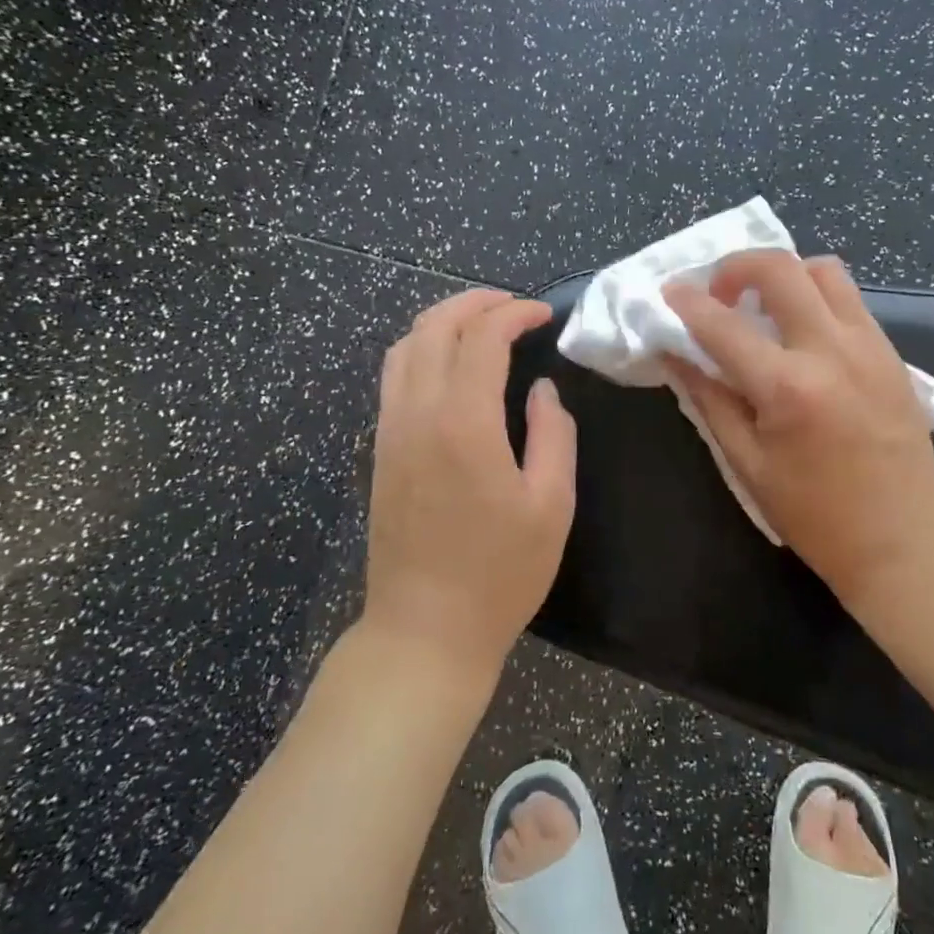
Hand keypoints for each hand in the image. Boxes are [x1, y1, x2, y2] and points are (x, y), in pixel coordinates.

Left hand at [362, 289, 577, 676]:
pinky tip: (448, 366)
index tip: (545, 315)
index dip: (514, 313)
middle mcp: (417, 413)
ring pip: (404, 346)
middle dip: (475, 303)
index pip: (482, 337)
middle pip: (434, 327)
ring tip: (481, 325)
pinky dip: (421, 350)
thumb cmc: (500, 572)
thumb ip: (554, 434)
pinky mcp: (380, 450)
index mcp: (463, 422)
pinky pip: (393, 377)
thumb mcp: (552, 504)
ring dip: (442, 321)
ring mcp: (390, 430)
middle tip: (514, 306)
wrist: (425, 629)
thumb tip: (542, 390)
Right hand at [663, 251, 933, 608]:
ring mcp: (869, 345)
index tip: (668, 292)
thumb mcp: (747, 463)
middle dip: (737, 266)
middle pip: (781, 269)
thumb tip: (675, 355)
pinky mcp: (891, 352)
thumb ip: (709, 399)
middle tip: (718, 293)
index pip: (723, 325)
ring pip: (824, 270)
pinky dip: (815, 296)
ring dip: (784, 275)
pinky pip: (849, 299)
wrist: (903, 538)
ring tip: (763, 306)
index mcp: (788, 387)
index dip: (687, 303)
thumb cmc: (815, 514)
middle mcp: (832, 351)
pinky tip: (800, 332)